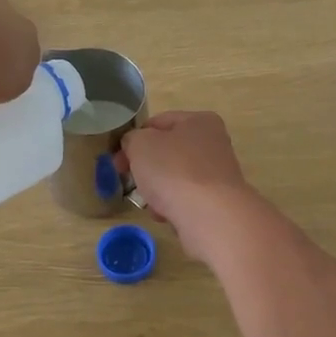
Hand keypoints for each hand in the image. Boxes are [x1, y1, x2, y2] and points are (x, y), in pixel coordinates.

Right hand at [121, 111, 260, 263]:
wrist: (210, 216)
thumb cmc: (173, 170)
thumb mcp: (140, 144)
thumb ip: (132, 139)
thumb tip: (134, 145)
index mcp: (199, 121)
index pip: (158, 123)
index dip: (134, 139)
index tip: (118, 159)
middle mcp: (213, 144)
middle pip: (167, 152)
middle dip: (145, 167)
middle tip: (127, 180)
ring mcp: (217, 174)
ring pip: (174, 178)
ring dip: (157, 189)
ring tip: (149, 201)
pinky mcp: (216, 202)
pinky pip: (185, 200)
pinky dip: (172, 206)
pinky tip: (165, 215)